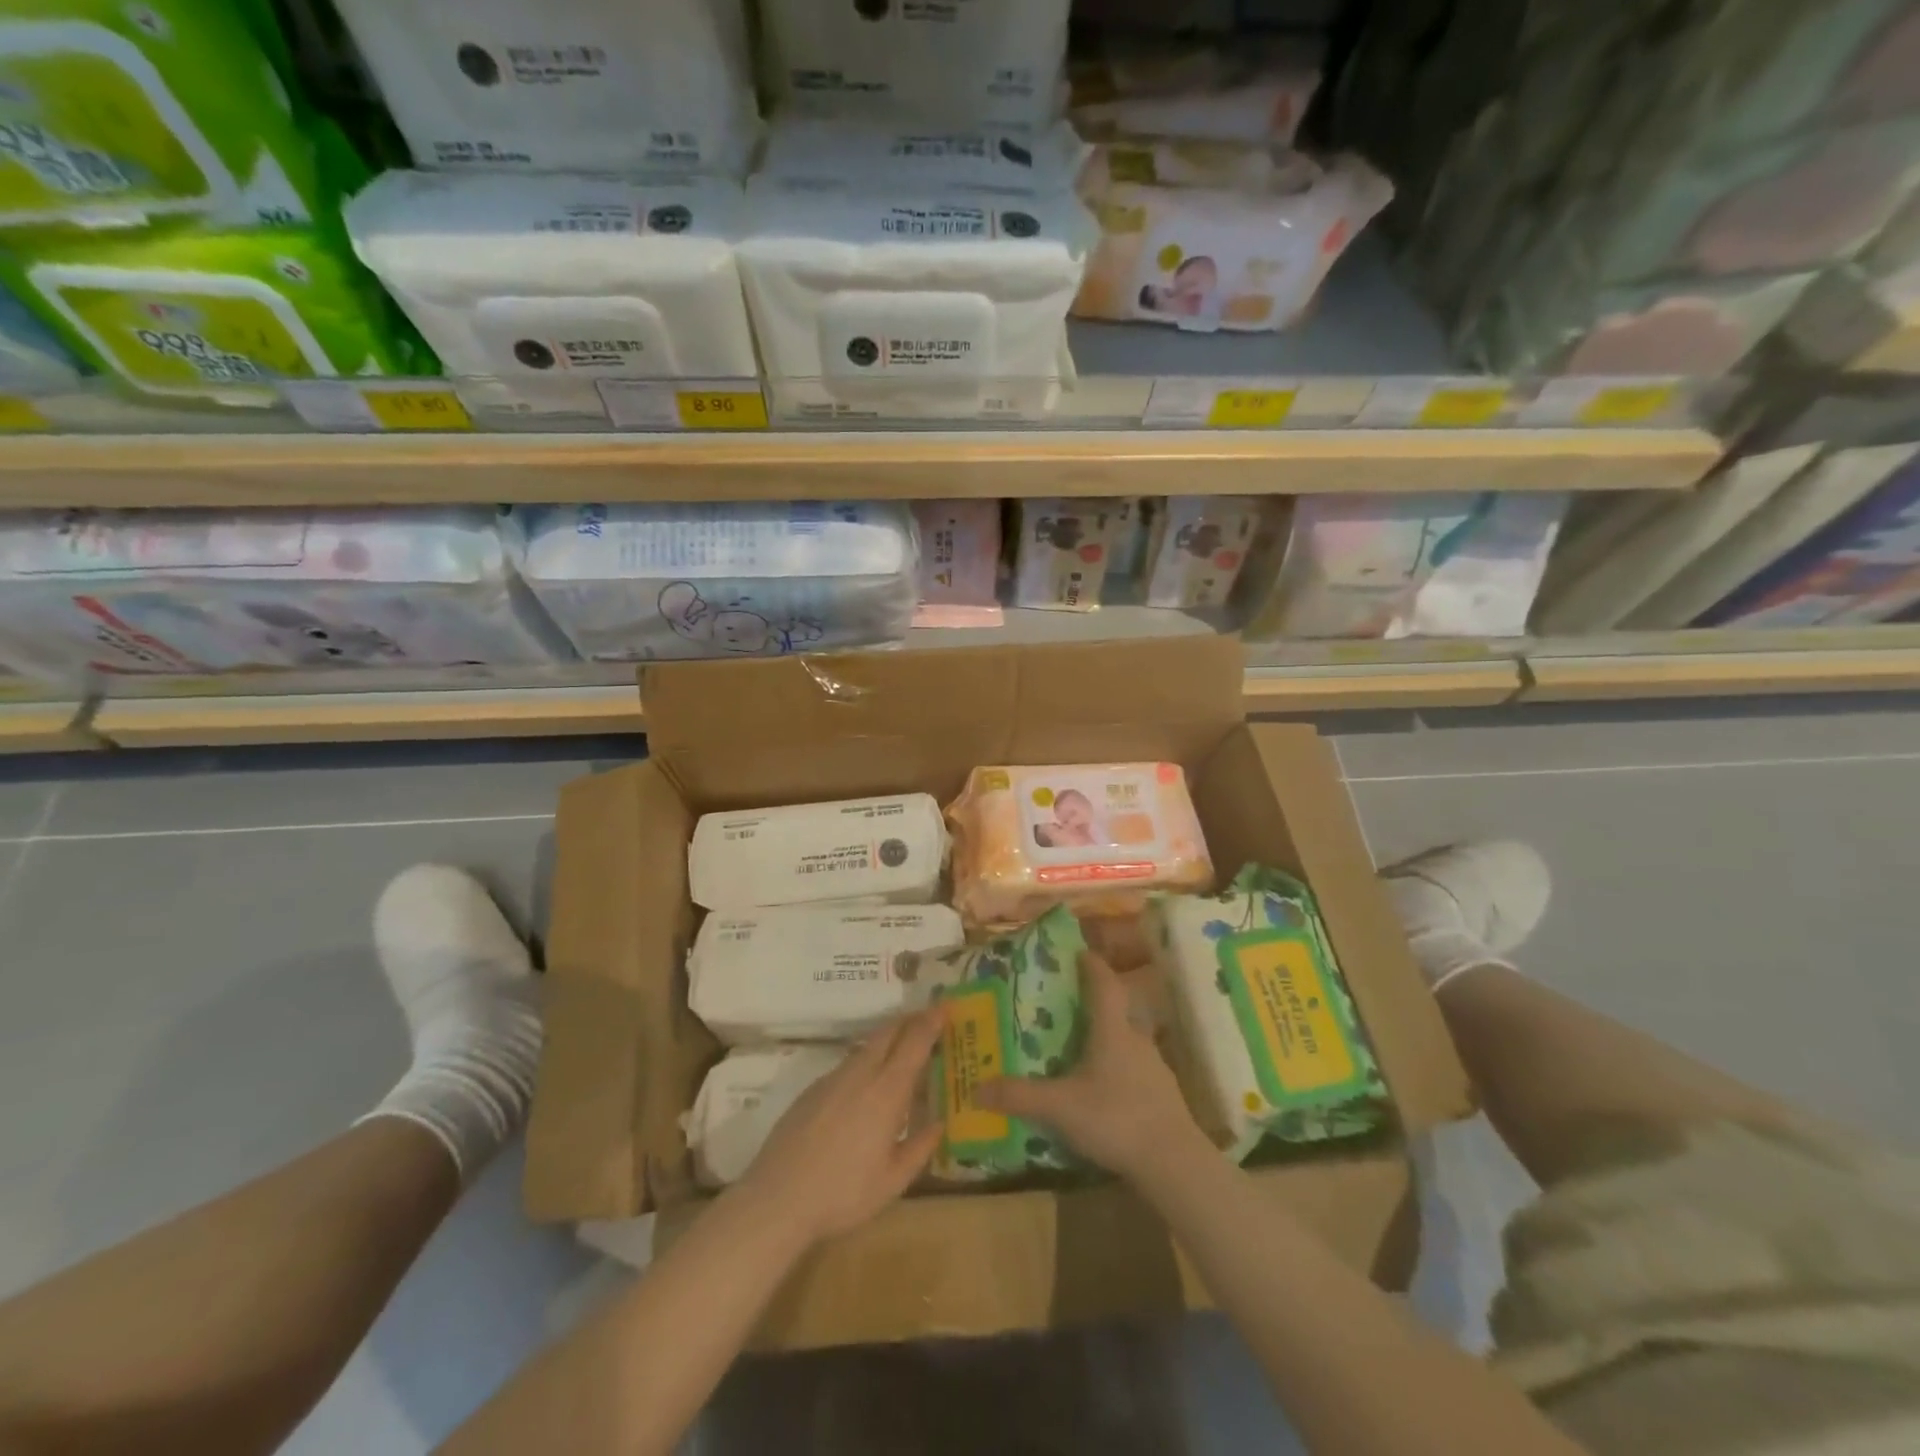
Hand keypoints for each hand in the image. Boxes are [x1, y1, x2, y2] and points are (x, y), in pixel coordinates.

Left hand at [734, 1007, 945, 1245]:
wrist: (777, 1199)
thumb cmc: (843, 1194)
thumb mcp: (893, 1182)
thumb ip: (920, 1148)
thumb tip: (939, 1123)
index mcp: (886, 1091)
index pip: (914, 1042)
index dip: (932, 1021)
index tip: (946, 1006)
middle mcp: (861, 1074)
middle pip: (888, 1031)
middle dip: (910, 1020)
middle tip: (929, 1020)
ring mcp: (833, 1078)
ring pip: (866, 1046)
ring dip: (888, 1039)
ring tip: (902, 1050)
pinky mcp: (812, 1089)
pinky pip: (848, 1063)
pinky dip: (866, 1060)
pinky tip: (866, 1085)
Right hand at [974, 950, 1203, 1182]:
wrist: (1174, 1162)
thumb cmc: (1116, 1118)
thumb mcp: (1060, 1107)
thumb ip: (1019, 1096)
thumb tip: (976, 1087)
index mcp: (1112, 1031)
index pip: (1104, 984)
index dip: (1092, 965)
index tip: (1080, 952)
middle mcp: (1136, 1040)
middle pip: (1117, 1010)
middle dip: (1095, 1004)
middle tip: (1069, 1005)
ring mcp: (1154, 1068)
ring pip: (1127, 1041)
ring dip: (1107, 1038)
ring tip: (1081, 1049)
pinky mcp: (1163, 1095)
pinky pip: (1136, 1070)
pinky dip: (1118, 1069)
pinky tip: (1104, 1090)